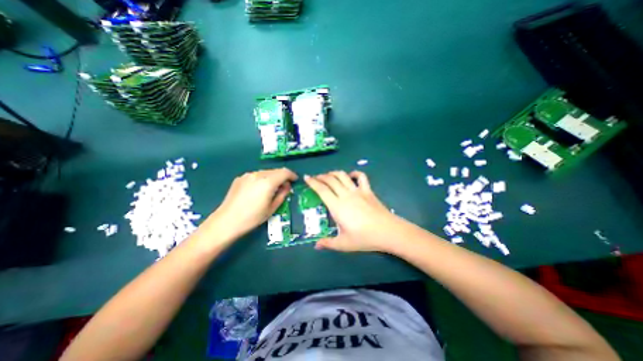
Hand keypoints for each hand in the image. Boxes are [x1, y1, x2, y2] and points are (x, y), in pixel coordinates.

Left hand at [208, 168, 297, 242]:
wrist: (227, 221)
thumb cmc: (252, 217)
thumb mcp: (272, 208)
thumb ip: (282, 194)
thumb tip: (287, 186)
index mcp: (268, 182)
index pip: (284, 172)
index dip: (292, 175)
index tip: (295, 180)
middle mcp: (258, 174)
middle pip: (275, 171)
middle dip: (282, 176)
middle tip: (284, 187)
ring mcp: (247, 175)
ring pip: (266, 172)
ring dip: (272, 178)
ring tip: (271, 189)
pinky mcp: (240, 178)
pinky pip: (256, 175)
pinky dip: (262, 179)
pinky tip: (259, 190)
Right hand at [305, 171, 402, 252]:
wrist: (388, 232)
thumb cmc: (364, 238)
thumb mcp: (343, 244)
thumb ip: (328, 243)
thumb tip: (316, 246)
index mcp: (337, 206)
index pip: (322, 190)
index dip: (313, 182)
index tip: (307, 177)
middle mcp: (345, 195)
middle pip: (331, 180)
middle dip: (321, 176)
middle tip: (315, 178)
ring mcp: (358, 191)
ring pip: (343, 175)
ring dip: (334, 173)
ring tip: (329, 175)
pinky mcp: (368, 190)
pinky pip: (361, 177)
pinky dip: (355, 173)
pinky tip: (351, 176)